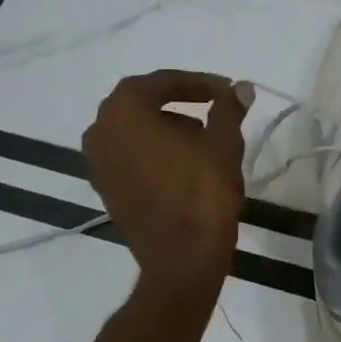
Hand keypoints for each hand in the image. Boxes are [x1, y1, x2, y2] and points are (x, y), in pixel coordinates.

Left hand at [84, 70, 250, 290]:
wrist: (182, 259)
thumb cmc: (203, 193)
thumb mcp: (224, 143)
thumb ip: (229, 108)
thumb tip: (242, 88)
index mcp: (124, 110)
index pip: (162, 82)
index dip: (199, 83)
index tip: (227, 91)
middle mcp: (101, 131)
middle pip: (143, 104)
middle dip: (180, 103)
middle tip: (215, 109)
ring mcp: (98, 163)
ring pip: (136, 132)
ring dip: (168, 128)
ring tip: (205, 139)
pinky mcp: (106, 189)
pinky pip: (131, 156)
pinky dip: (156, 152)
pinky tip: (186, 164)